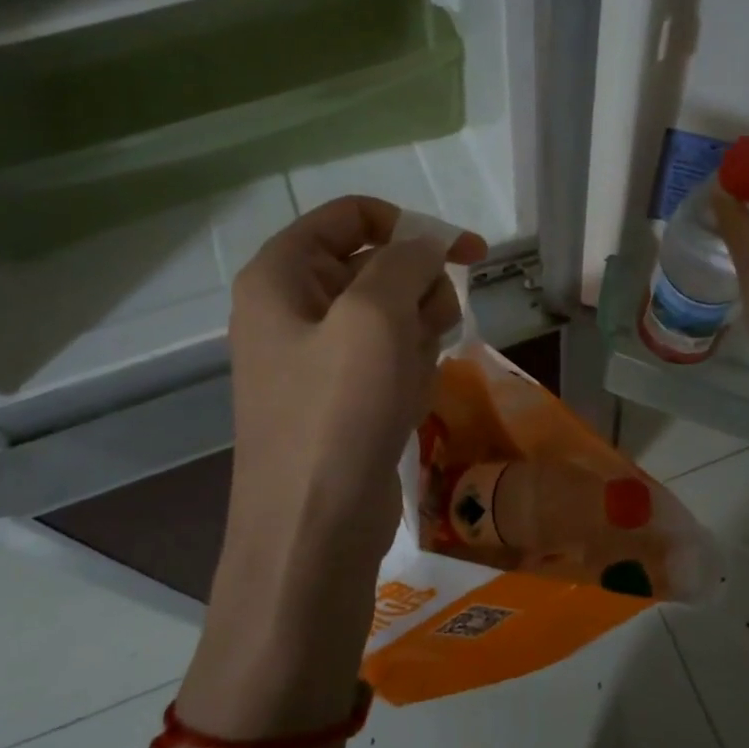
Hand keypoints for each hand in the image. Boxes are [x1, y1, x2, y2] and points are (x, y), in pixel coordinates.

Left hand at [222, 196, 486, 603]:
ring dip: (418, 337)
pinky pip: (389, 359)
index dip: (411, 225)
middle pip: (378, 265)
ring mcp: (315, 357)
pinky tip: (407, 403)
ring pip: (392, 314)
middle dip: (418, 292)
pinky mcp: (340, 397)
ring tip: (411, 377)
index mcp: (282, 275)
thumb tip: (427, 246)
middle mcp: (292, 308)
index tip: (466, 253)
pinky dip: (409, 371)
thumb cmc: (338, 412)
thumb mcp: (375, 316)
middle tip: (433, 327)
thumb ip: (406, 260)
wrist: (314, 531)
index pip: (353, 216)